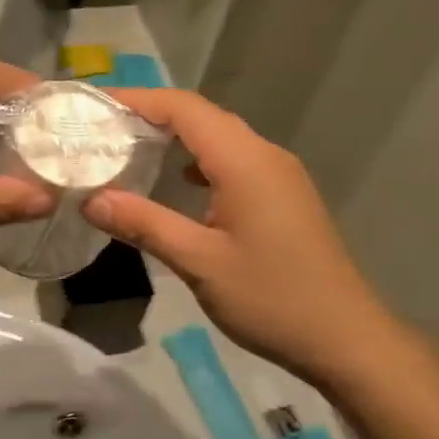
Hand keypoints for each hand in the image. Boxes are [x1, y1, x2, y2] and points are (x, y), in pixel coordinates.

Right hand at [82, 89, 391, 386]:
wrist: (346, 339)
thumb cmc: (272, 298)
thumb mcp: (199, 262)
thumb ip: (144, 224)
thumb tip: (92, 200)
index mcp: (245, 161)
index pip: (184, 108)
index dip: (138, 99)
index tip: (96, 106)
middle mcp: (264, 155)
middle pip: (202, 116)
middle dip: (152, 115)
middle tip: (104, 129)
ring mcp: (280, 175)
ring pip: (220, 137)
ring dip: (176, 137)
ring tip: (131, 149)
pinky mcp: (284, 196)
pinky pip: (234, 160)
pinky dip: (199, 160)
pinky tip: (179, 183)